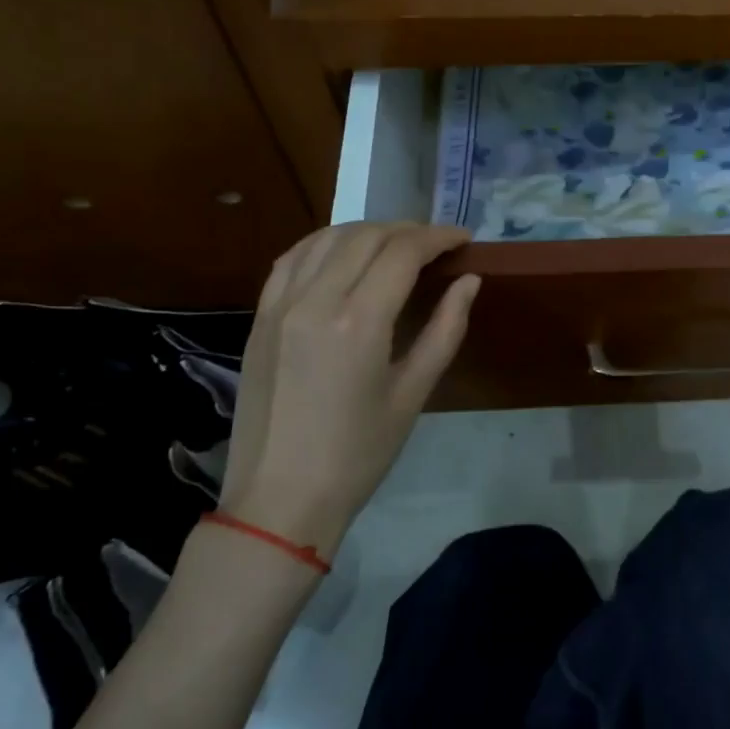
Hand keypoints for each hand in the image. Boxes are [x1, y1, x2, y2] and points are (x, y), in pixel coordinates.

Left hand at [219, 223, 478, 556]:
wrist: (280, 498)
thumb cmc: (358, 454)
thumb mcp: (413, 394)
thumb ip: (445, 329)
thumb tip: (470, 281)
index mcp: (358, 323)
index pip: (402, 252)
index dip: (438, 237)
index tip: (463, 239)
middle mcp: (314, 300)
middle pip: (366, 236)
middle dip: (408, 230)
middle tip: (437, 244)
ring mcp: (279, 305)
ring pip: (326, 238)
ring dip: (367, 231)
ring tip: (396, 245)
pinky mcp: (259, 317)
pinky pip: (292, 259)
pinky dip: (324, 243)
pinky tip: (344, 253)